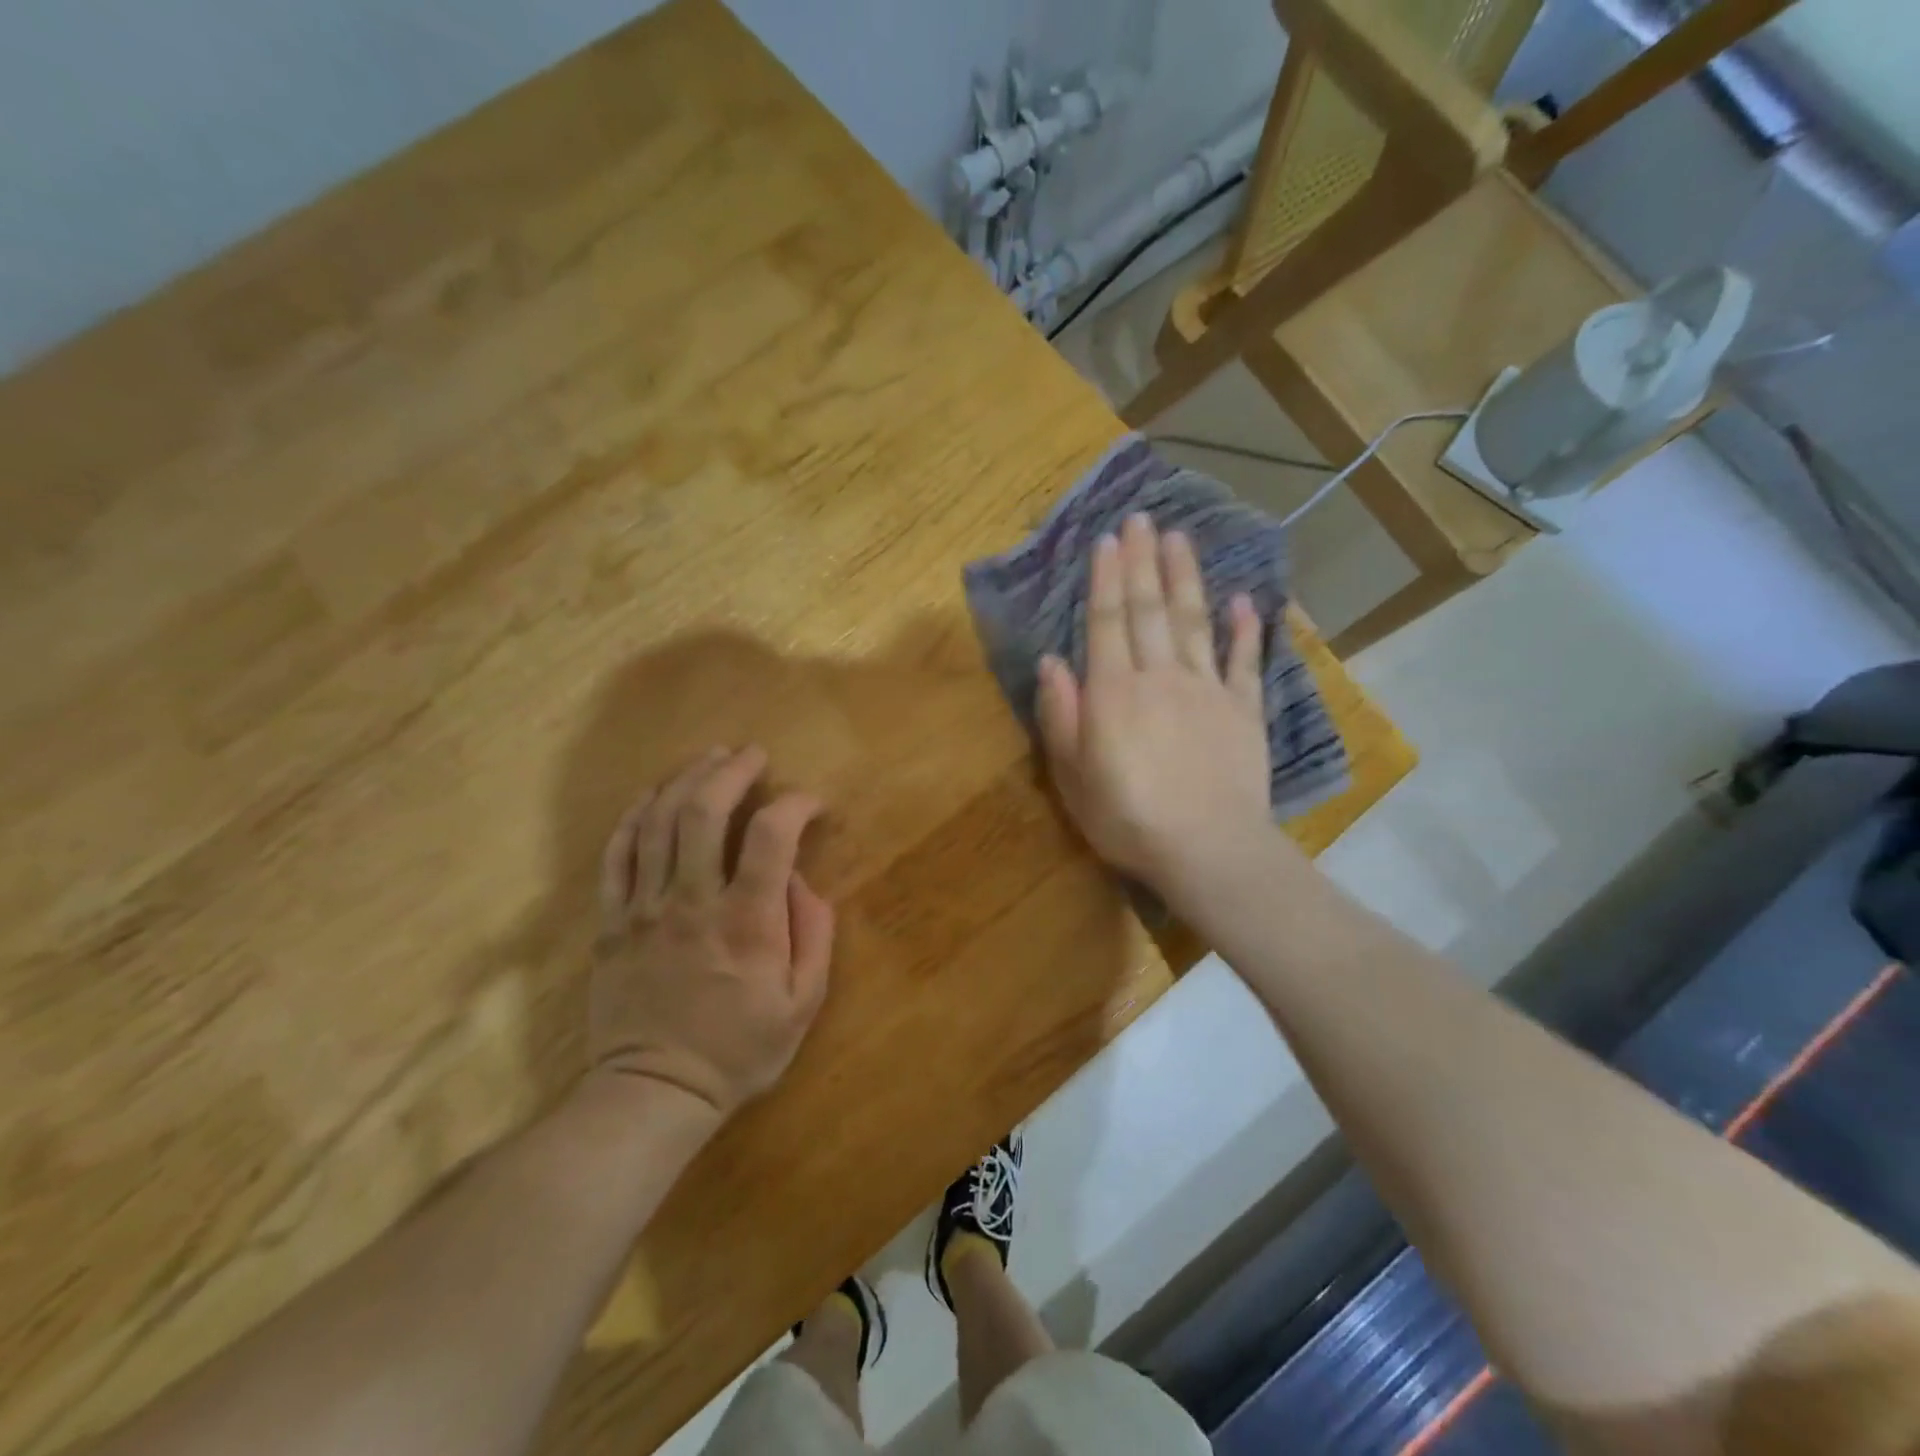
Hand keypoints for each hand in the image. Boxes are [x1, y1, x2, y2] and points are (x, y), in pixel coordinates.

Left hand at [589, 746, 834, 1119]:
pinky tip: (653, 795)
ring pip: (659, 822)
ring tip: (710, 759)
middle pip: (705, 811)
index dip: (796, 804)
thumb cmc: (739, 1050)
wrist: (655, 1092)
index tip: (810, 802)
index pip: (772, 836)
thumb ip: (813, 933)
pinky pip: (617, 854)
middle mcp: (693, 901)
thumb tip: (800, 879)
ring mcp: (645, 908)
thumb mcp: (803, 1003)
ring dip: (687, 779)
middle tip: (752, 754)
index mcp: (747, 921)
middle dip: (732, 771)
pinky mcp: (612, 921)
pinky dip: (636, 816)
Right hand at [1036, 513, 1274, 905]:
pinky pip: (1243, 662)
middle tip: (1143, 518)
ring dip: (1186, 578)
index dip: (1106, 578)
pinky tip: (1243, 601)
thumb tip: (1051, 661)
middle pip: (1149, 609)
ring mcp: (1206, 689)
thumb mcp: (1072, 775)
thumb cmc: (1126, 818)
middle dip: (1143, 561)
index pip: (1106, 621)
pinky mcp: (1243, 710)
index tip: (1108, 539)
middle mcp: (1160, 676)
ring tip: (1181, 538)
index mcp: (1113, 691)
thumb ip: (1061, 714)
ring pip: (1194, 621)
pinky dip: (1244, 630)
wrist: (1206, 849)